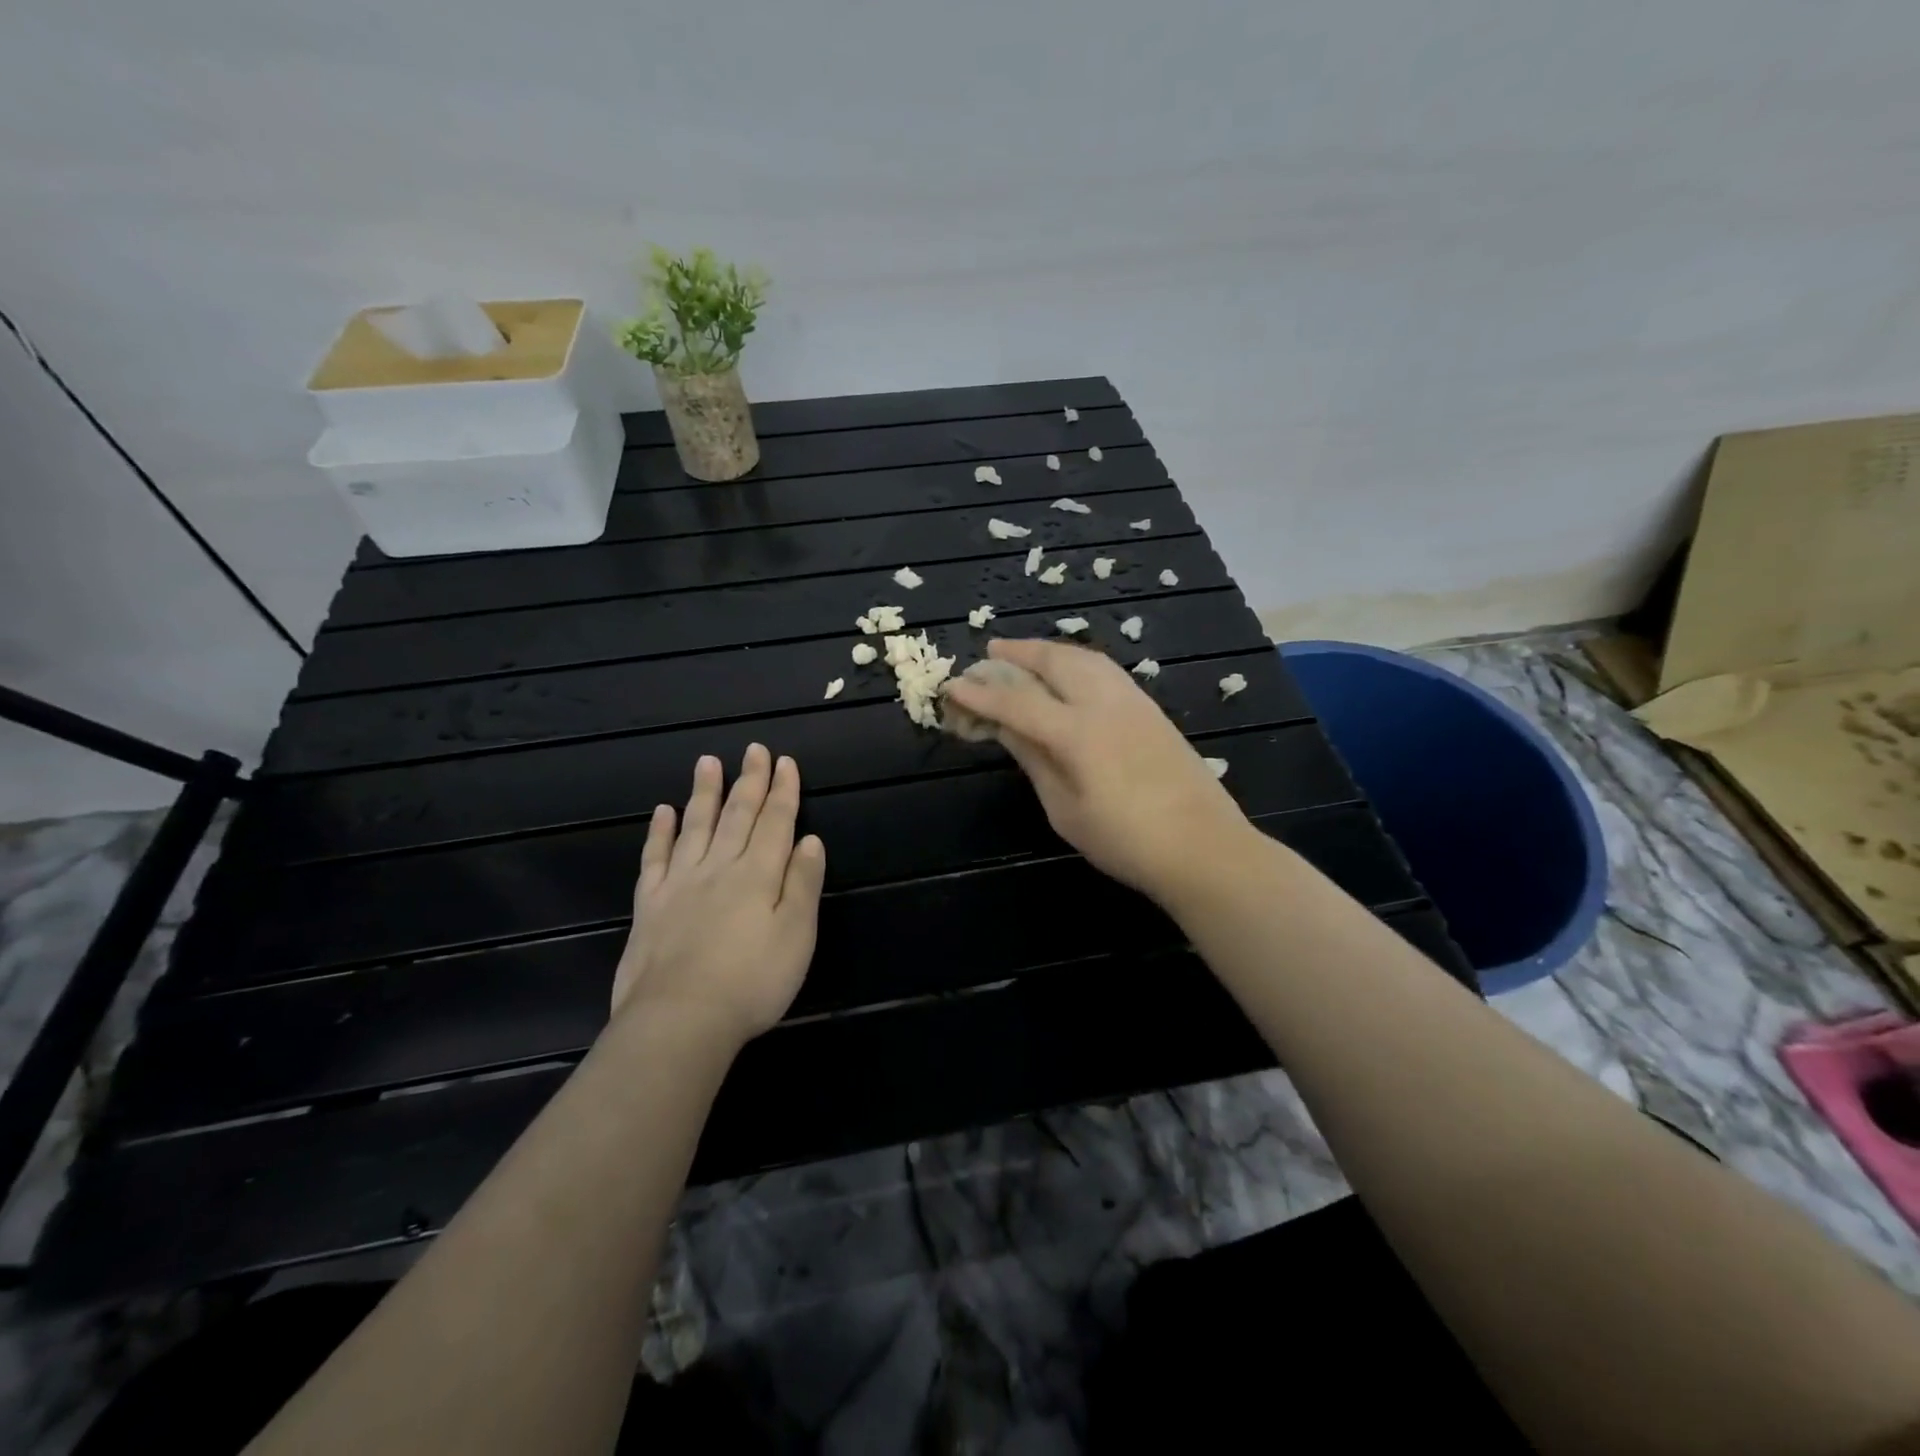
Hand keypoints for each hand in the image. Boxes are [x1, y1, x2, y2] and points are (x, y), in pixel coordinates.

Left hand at [611, 745, 826, 1047]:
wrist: (680, 1021)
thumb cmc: (752, 982)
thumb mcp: (797, 936)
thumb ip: (803, 884)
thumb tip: (809, 840)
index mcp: (758, 875)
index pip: (776, 822)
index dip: (783, 790)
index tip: (785, 761)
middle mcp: (720, 868)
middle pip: (738, 815)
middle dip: (749, 781)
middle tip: (753, 749)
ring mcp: (680, 883)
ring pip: (696, 826)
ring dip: (705, 792)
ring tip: (708, 762)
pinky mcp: (650, 904)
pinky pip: (655, 858)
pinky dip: (660, 832)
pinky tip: (663, 812)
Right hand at [942, 639, 1252, 901]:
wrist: (1203, 847)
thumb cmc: (1126, 841)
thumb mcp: (1066, 810)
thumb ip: (1035, 761)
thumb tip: (1004, 728)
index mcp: (1078, 733)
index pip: (1018, 702)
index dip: (981, 694)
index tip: (953, 686)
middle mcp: (1105, 703)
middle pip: (1054, 661)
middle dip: (1018, 653)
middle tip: (990, 653)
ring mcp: (1133, 701)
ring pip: (1084, 657)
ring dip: (1049, 650)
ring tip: (1025, 654)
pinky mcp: (1151, 709)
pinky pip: (1105, 669)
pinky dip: (1077, 660)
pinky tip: (1069, 672)